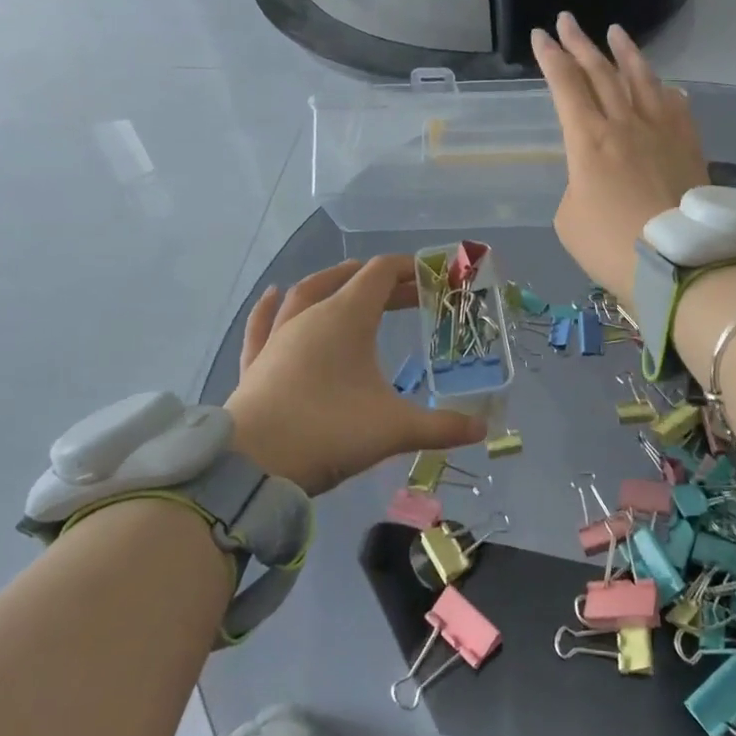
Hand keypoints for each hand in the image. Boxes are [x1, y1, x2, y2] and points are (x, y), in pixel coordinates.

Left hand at [226, 256, 487, 495]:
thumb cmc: (329, 432)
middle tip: (410, 293)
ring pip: (305, 293)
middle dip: (382, 282)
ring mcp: (278, 338)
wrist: (252, 466)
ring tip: (349, 280)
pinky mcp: (256, 363)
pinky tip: (274, 294)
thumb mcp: (394, 429)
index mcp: (346, 318)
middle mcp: (310, 317)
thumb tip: (483, 431)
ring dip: (331, 282)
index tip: (434, 276)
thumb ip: (442, 428)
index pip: (381, 274)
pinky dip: (272, 306)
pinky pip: (264, 323)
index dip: (409, 269)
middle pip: (349, 281)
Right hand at [532, 12, 708, 304]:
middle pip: (601, 72)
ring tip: (616, 32)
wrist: (679, 263)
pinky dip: (666, 91)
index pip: (565, 86)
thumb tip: (597, 174)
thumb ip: (577, 185)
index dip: (550, 58)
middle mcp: (625, 123)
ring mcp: (662, 131)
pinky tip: (666, 86)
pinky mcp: (689, 145)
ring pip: (642, 79)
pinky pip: (676, 106)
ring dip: (626, 53)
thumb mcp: (570, 219)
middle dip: (580, 44)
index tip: (540, 35)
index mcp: (588, 140)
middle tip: (567, 20)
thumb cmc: (612, 246)